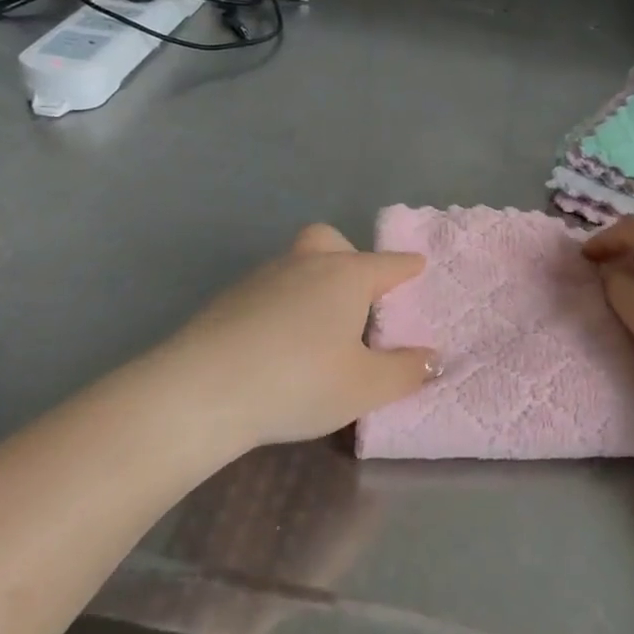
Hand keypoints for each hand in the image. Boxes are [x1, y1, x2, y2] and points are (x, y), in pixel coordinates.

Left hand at [151, 224, 435, 450]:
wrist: (200, 391)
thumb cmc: (298, 382)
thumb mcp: (365, 387)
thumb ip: (405, 371)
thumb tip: (432, 358)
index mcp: (346, 276)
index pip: (389, 264)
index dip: (408, 267)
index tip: (418, 267)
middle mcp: (306, 264)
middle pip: (333, 242)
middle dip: (351, 259)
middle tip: (358, 300)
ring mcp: (263, 277)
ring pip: (298, 264)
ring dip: (314, 284)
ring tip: (318, 331)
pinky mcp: (229, 298)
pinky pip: (270, 289)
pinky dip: (283, 305)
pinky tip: (278, 343)